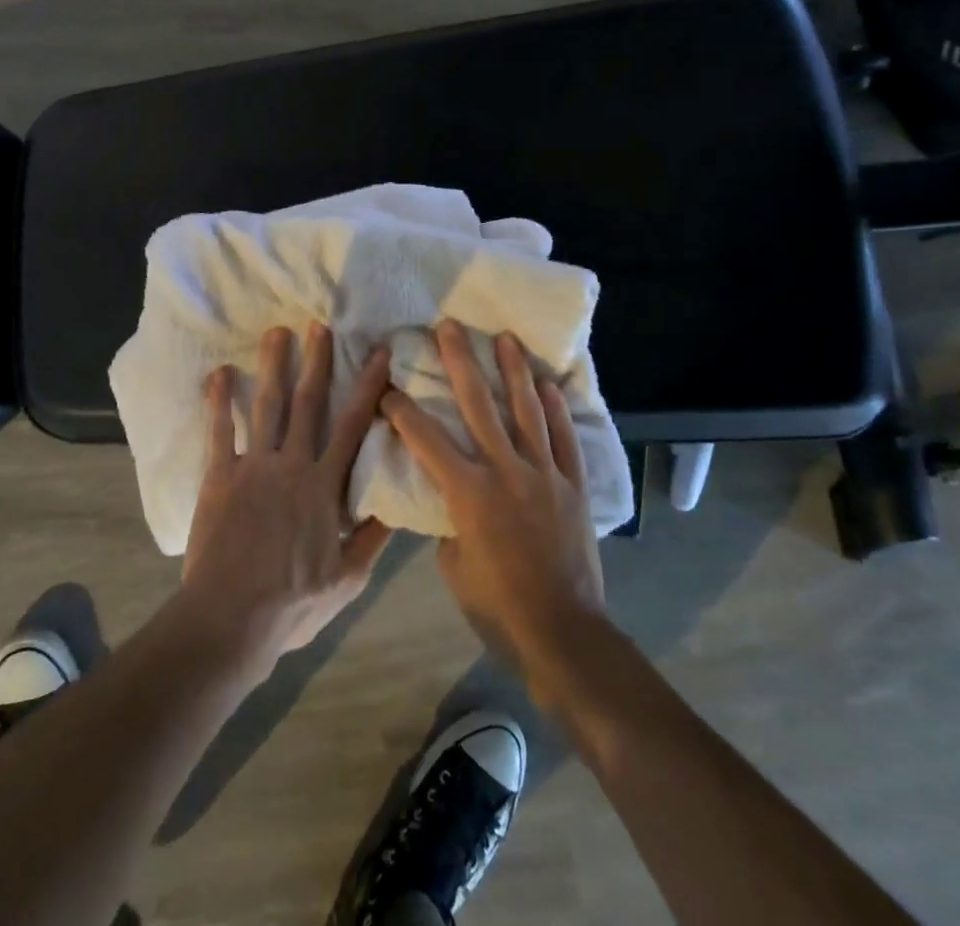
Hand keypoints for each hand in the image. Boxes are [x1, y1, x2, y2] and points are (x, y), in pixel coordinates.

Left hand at [180, 324, 392, 674]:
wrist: (230, 617)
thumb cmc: (293, 602)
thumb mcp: (348, 579)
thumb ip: (373, 538)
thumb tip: (397, 505)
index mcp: (324, 485)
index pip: (352, 426)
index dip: (368, 388)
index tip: (379, 354)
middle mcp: (291, 464)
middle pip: (308, 403)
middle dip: (317, 361)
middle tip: (319, 325)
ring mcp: (253, 466)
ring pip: (267, 406)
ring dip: (273, 367)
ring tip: (277, 333)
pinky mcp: (219, 476)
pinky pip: (219, 431)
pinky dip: (218, 401)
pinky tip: (218, 373)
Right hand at [381, 321, 604, 687]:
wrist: (563, 634)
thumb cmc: (497, 606)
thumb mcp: (454, 565)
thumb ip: (450, 521)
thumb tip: (453, 498)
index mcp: (468, 492)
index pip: (425, 438)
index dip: (402, 409)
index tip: (387, 386)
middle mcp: (505, 471)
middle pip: (478, 405)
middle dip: (460, 361)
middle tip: (448, 327)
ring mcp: (543, 474)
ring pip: (526, 410)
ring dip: (513, 370)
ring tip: (504, 337)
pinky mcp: (572, 485)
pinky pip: (564, 438)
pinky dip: (556, 409)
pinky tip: (548, 384)